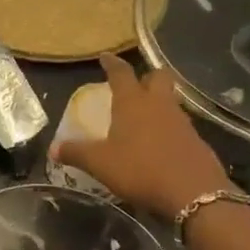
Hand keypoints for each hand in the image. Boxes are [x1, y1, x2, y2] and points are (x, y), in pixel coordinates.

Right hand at [51, 54, 236, 217]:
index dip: (112, 63)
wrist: (193, 192)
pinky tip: (157, 143)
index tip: (105, 56)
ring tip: (141, 117)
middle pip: (157, 77)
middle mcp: (159, 104)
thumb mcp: (100, 164)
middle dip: (145, 76)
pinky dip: (166, 127)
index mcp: (132, 103)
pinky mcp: (195, 140)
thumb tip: (53, 149)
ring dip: (156, 103)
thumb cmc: (140, 169)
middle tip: (133, 85)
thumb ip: (76, 153)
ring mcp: (181, 121)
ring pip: (169, 100)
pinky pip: (178, 124)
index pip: (121, 73)